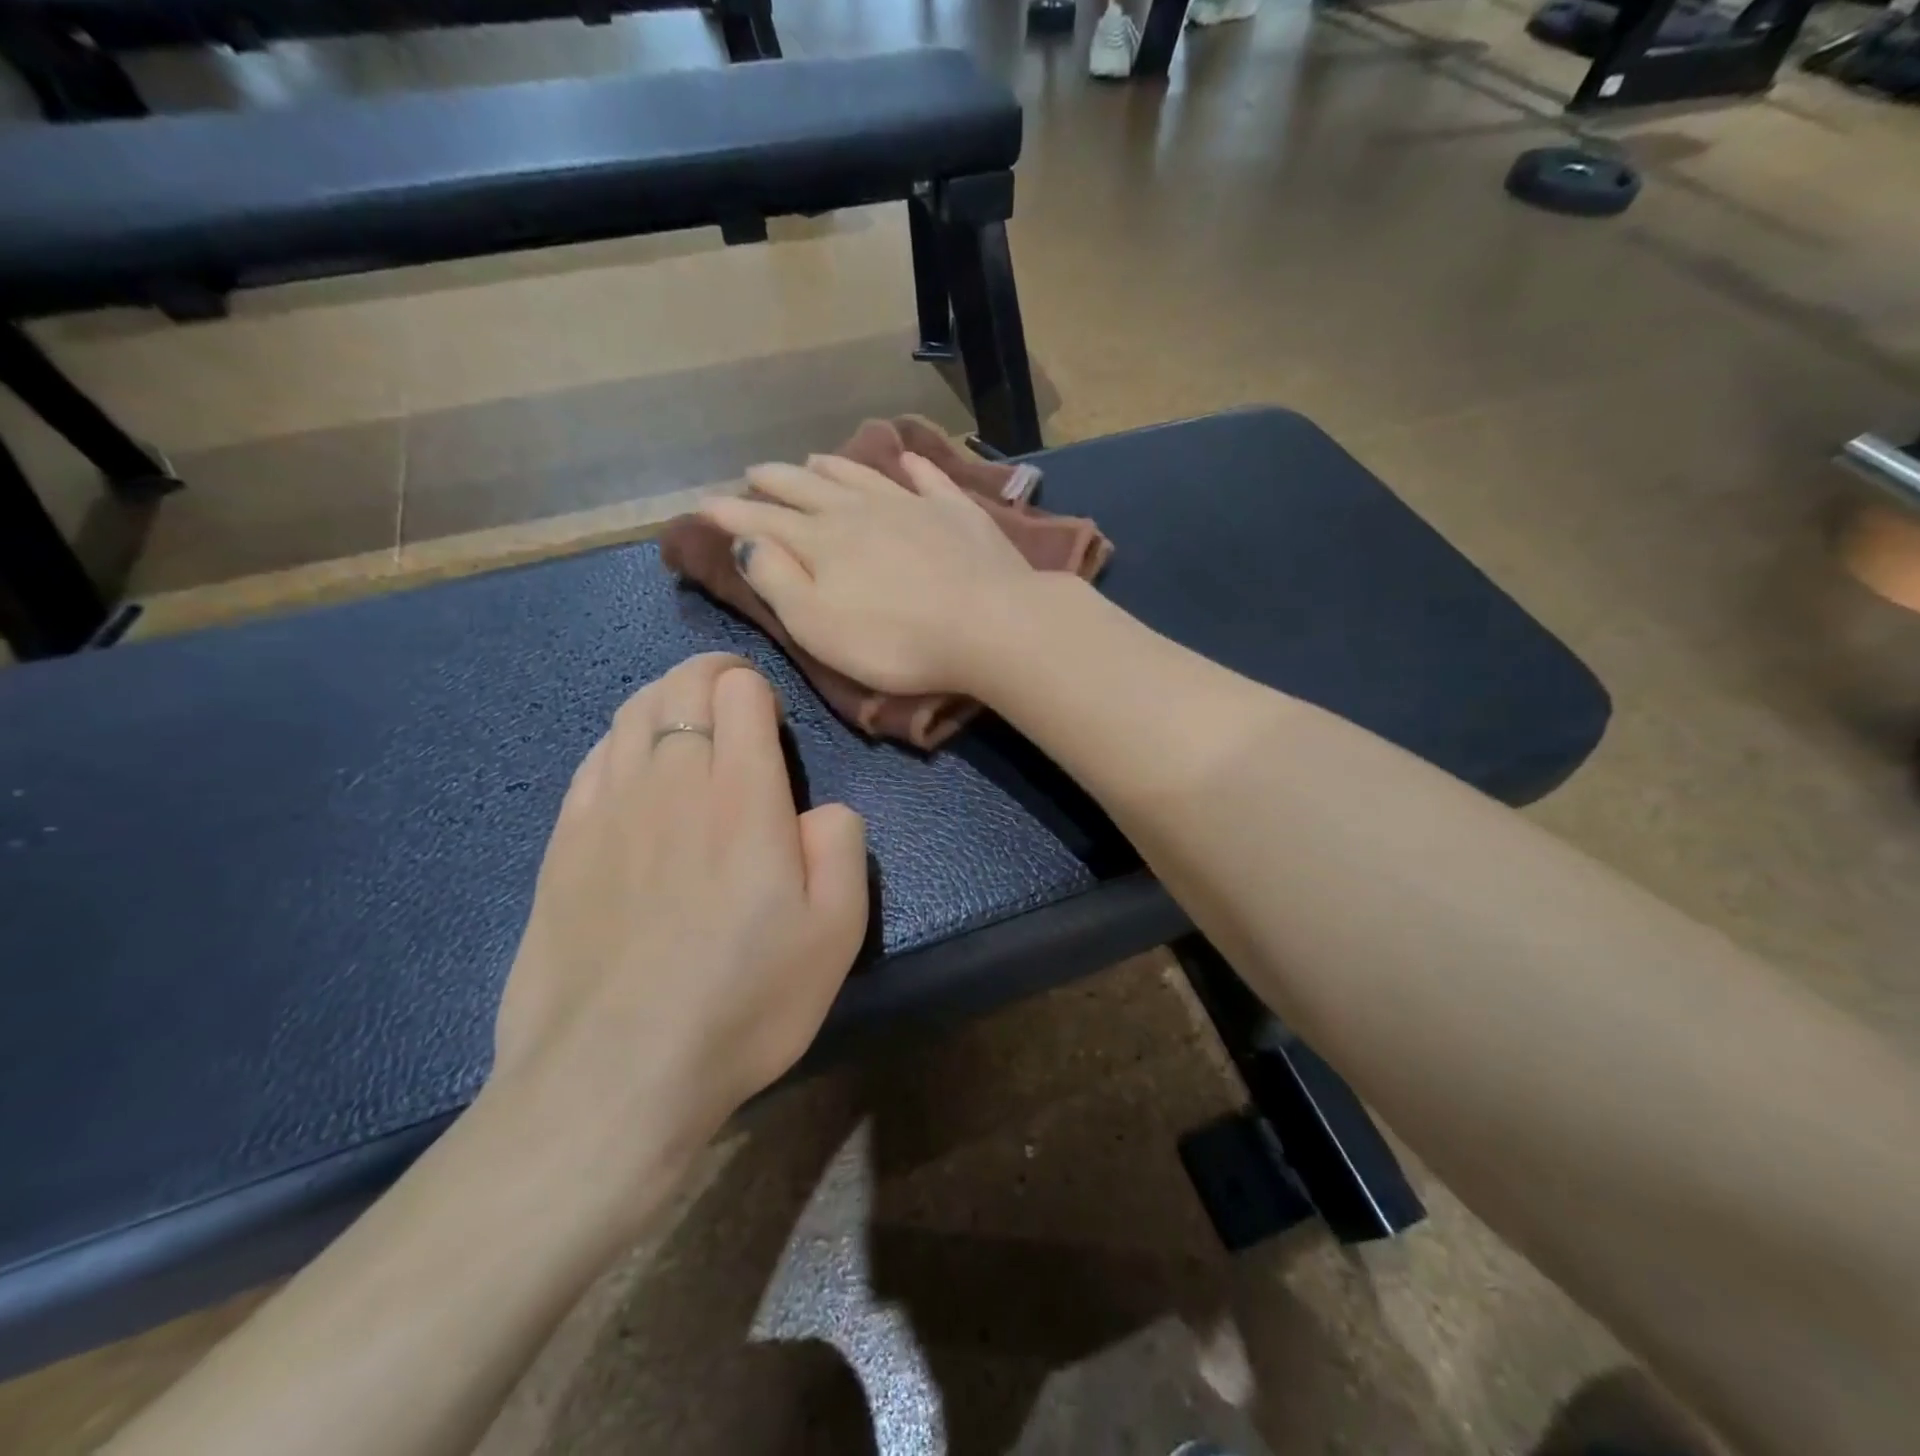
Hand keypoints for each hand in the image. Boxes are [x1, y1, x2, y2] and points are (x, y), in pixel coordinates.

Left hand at [488, 654, 867, 1233]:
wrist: (613, 1076)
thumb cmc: (743, 1001)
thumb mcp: (836, 931)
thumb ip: (842, 845)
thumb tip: (820, 810)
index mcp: (742, 795)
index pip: (739, 691)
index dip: (757, 688)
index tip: (771, 721)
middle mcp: (669, 782)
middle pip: (679, 688)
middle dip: (709, 676)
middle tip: (733, 701)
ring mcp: (605, 811)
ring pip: (629, 715)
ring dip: (663, 701)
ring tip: (685, 722)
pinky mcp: (560, 846)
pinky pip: (590, 762)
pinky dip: (618, 743)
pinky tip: (631, 768)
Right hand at [698, 451, 1035, 695]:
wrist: (991, 624)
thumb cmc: (897, 641)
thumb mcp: (818, 625)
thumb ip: (776, 581)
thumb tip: (745, 542)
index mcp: (823, 542)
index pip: (765, 523)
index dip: (731, 515)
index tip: (704, 504)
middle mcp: (862, 512)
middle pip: (809, 489)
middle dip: (776, 481)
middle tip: (755, 472)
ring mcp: (913, 506)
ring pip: (862, 477)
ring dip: (832, 468)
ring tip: (812, 458)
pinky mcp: (958, 513)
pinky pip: (928, 479)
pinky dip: (912, 467)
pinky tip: (906, 460)